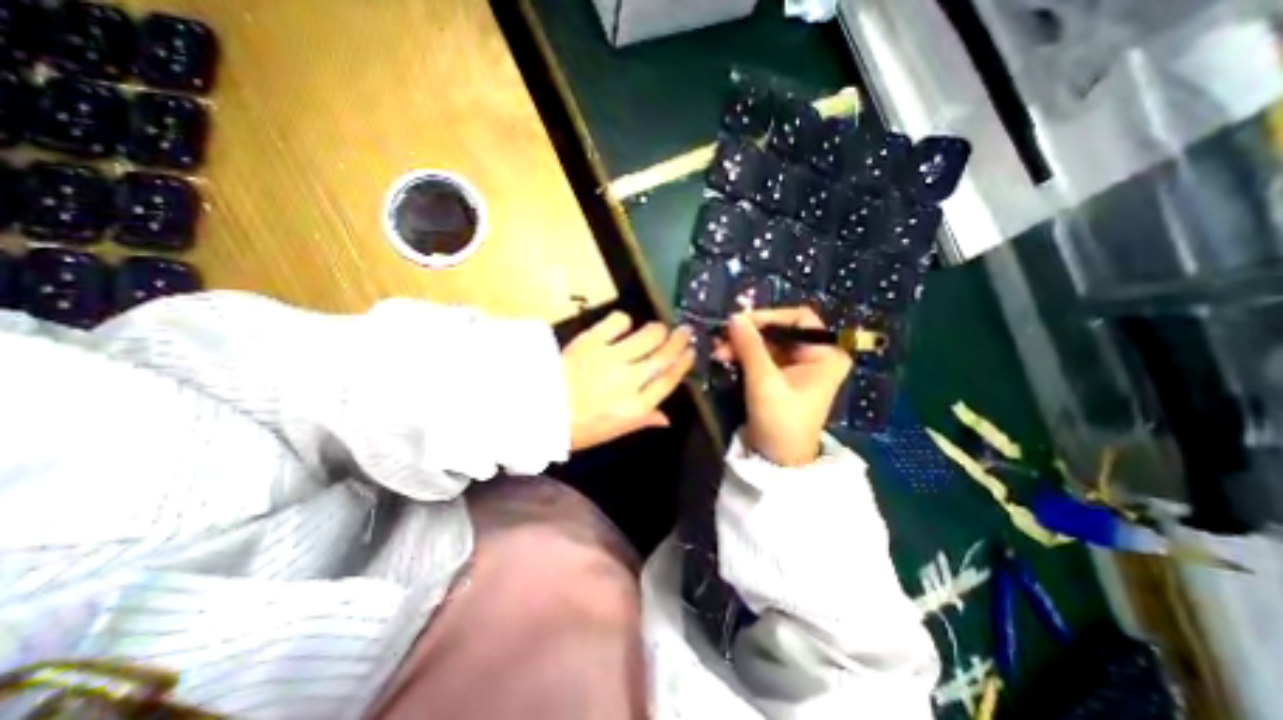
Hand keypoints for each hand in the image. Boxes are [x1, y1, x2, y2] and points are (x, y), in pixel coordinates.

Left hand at [562, 310, 697, 449]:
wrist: (535, 409)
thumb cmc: (575, 427)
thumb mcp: (612, 432)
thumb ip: (642, 421)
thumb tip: (666, 418)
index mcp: (635, 406)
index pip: (669, 380)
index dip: (683, 363)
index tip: (691, 352)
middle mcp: (629, 380)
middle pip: (664, 355)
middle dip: (679, 341)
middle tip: (686, 331)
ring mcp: (611, 358)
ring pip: (648, 336)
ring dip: (658, 330)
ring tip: (659, 328)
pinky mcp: (592, 340)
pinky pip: (618, 322)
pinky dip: (625, 321)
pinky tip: (623, 325)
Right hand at [713, 303, 850, 466]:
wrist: (778, 460)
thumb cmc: (780, 421)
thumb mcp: (764, 382)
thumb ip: (750, 347)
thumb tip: (734, 317)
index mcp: (825, 354)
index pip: (799, 319)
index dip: (769, 317)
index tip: (740, 322)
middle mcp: (815, 355)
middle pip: (780, 331)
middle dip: (749, 334)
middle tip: (721, 338)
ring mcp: (797, 365)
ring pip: (767, 343)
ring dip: (741, 344)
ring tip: (717, 351)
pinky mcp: (781, 375)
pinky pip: (761, 355)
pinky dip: (743, 354)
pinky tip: (724, 357)